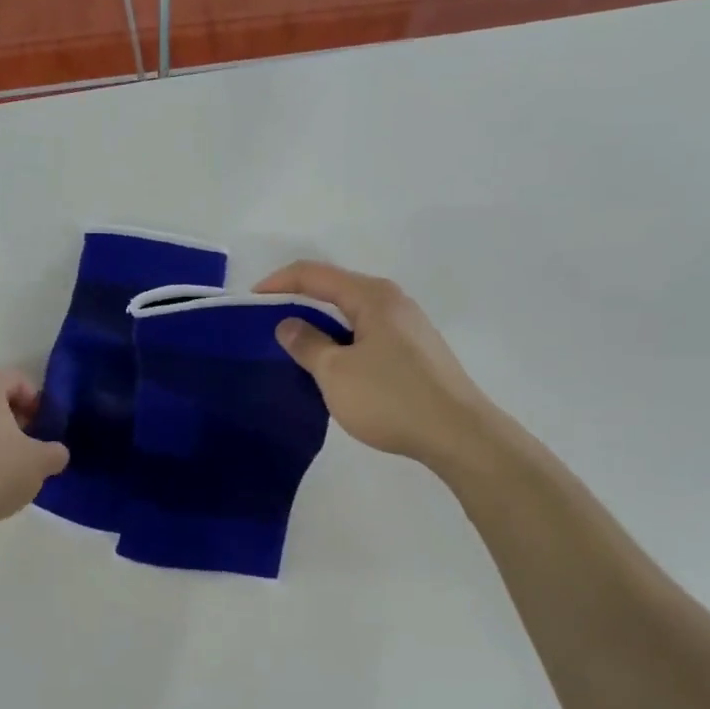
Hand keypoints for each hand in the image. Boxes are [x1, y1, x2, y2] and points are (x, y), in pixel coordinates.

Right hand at [256, 261, 495, 471]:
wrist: (459, 435)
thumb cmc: (391, 398)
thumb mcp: (335, 373)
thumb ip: (307, 344)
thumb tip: (288, 324)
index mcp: (371, 296)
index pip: (314, 274)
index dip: (278, 282)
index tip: (250, 301)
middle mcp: (392, 301)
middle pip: (335, 289)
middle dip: (299, 302)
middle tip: (268, 325)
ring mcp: (408, 326)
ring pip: (353, 314)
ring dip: (321, 325)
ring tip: (296, 348)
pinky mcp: (416, 351)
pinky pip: (368, 334)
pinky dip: (343, 341)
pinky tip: (334, 367)